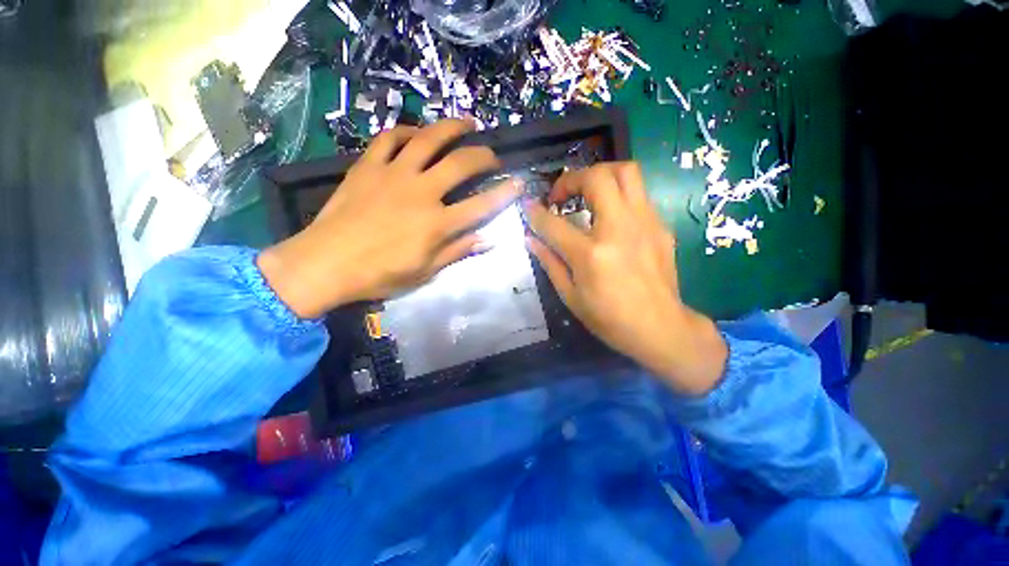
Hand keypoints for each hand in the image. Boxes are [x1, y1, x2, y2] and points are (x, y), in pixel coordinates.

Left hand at [258, 119, 521, 318]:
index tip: (519, 183)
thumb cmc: (380, 274)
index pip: (481, 205)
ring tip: (467, 123)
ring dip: (452, 127)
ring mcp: (393, 174)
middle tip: (492, 156)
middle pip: (461, 164)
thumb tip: (488, 240)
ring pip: (428, 139)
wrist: (325, 263)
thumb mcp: (425, 271)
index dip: (504, 193)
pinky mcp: (368, 166)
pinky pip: (389, 138)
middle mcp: (421, 192)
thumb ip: (457, 251)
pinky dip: (407, 130)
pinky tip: (418, 132)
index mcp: (437, 224)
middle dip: (484, 156)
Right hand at [524, 162, 726, 394]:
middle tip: (562, 196)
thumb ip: (550, 262)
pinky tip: (610, 217)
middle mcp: (619, 229)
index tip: (527, 205)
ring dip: (600, 175)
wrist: (661, 328)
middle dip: (572, 178)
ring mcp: (645, 224)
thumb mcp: (571, 296)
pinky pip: (638, 195)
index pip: (554, 224)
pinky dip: (618, 196)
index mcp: (591, 255)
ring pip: (626, 172)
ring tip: (587, 194)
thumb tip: (531, 239)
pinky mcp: (660, 227)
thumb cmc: (610, 319)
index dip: (536, 212)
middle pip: (597, 177)